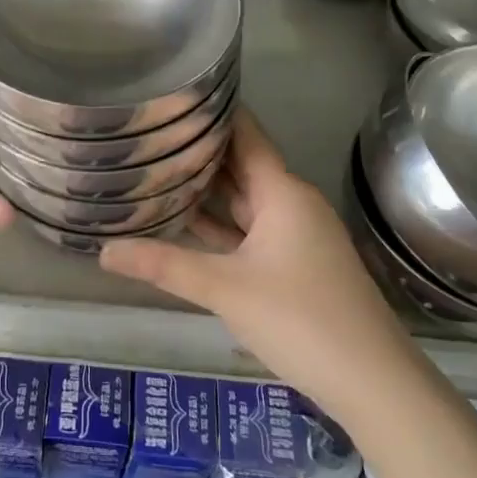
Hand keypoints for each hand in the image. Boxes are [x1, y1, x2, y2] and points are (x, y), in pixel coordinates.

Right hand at [100, 109, 411, 424]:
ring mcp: (296, 235)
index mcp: (282, 192)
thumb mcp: (225, 289)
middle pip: (241, 166)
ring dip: (208, 191)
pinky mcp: (296, 263)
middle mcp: (291, 203)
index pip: (245, 134)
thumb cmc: (300, 319)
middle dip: (199, 152)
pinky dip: (222, 226)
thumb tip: (103, 251)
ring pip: (244, 201)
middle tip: (150, 133)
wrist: (373, 382)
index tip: (174, 95)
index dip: (214, 112)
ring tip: (157, 171)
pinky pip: (251, 230)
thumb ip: (164, 265)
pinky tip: (187, 225)